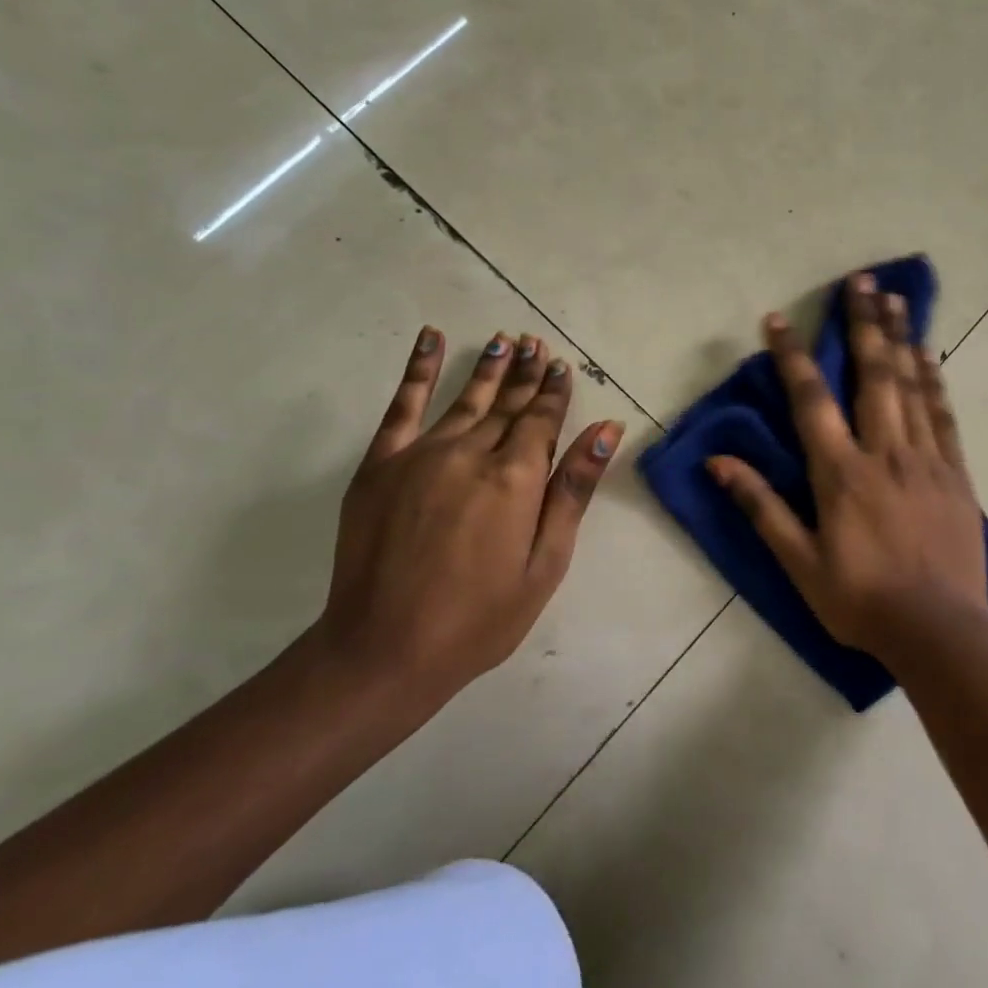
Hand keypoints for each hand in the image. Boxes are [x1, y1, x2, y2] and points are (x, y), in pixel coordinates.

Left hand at [319, 326, 623, 708]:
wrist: (384, 650)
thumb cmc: (480, 617)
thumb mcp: (545, 563)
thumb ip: (573, 491)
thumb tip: (606, 431)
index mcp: (515, 479)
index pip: (542, 420)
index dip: (555, 392)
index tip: (562, 366)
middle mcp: (471, 453)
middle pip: (508, 404)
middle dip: (527, 373)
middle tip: (538, 344)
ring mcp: (422, 454)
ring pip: (467, 398)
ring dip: (489, 368)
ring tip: (505, 341)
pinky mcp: (381, 463)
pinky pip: (403, 404)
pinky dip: (419, 368)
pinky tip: (431, 338)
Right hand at [707, 273, 987, 661]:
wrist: (941, 633)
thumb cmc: (861, 601)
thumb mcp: (800, 563)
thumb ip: (761, 507)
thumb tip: (718, 463)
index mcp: (842, 474)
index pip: (811, 400)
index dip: (793, 356)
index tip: (778, 319)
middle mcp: (885, 453)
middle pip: (873, 374)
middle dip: (863, 323)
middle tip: (861, 279)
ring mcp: (926, 460)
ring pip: (913, 386)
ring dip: (902, 337)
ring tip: (896, 297)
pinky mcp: (957, 474)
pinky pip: (944, 416)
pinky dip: (935, 381)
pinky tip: (929, 355)